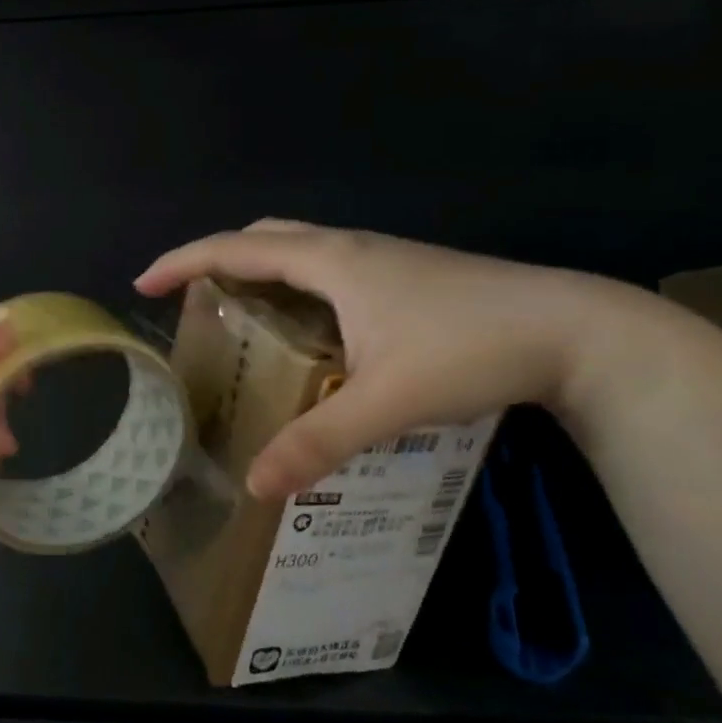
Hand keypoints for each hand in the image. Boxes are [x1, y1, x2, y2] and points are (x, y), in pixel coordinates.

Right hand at [136, 221, 630, 498]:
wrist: (578, 330)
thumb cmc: (472, 349)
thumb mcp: (387, 401)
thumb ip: (318, 442)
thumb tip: (254, 486)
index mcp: (333, 262)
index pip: (237, 249)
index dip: (184, 261)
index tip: (143, 282)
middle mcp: (352, 249)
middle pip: (266, 237)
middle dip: (219, 259)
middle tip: (191, 298)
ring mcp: (385, 259)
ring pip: (303, 249)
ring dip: (261, 269)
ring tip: (241, 314)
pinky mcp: (409, 277)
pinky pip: (330, 268)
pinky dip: (297, 284)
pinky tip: (311, 330)